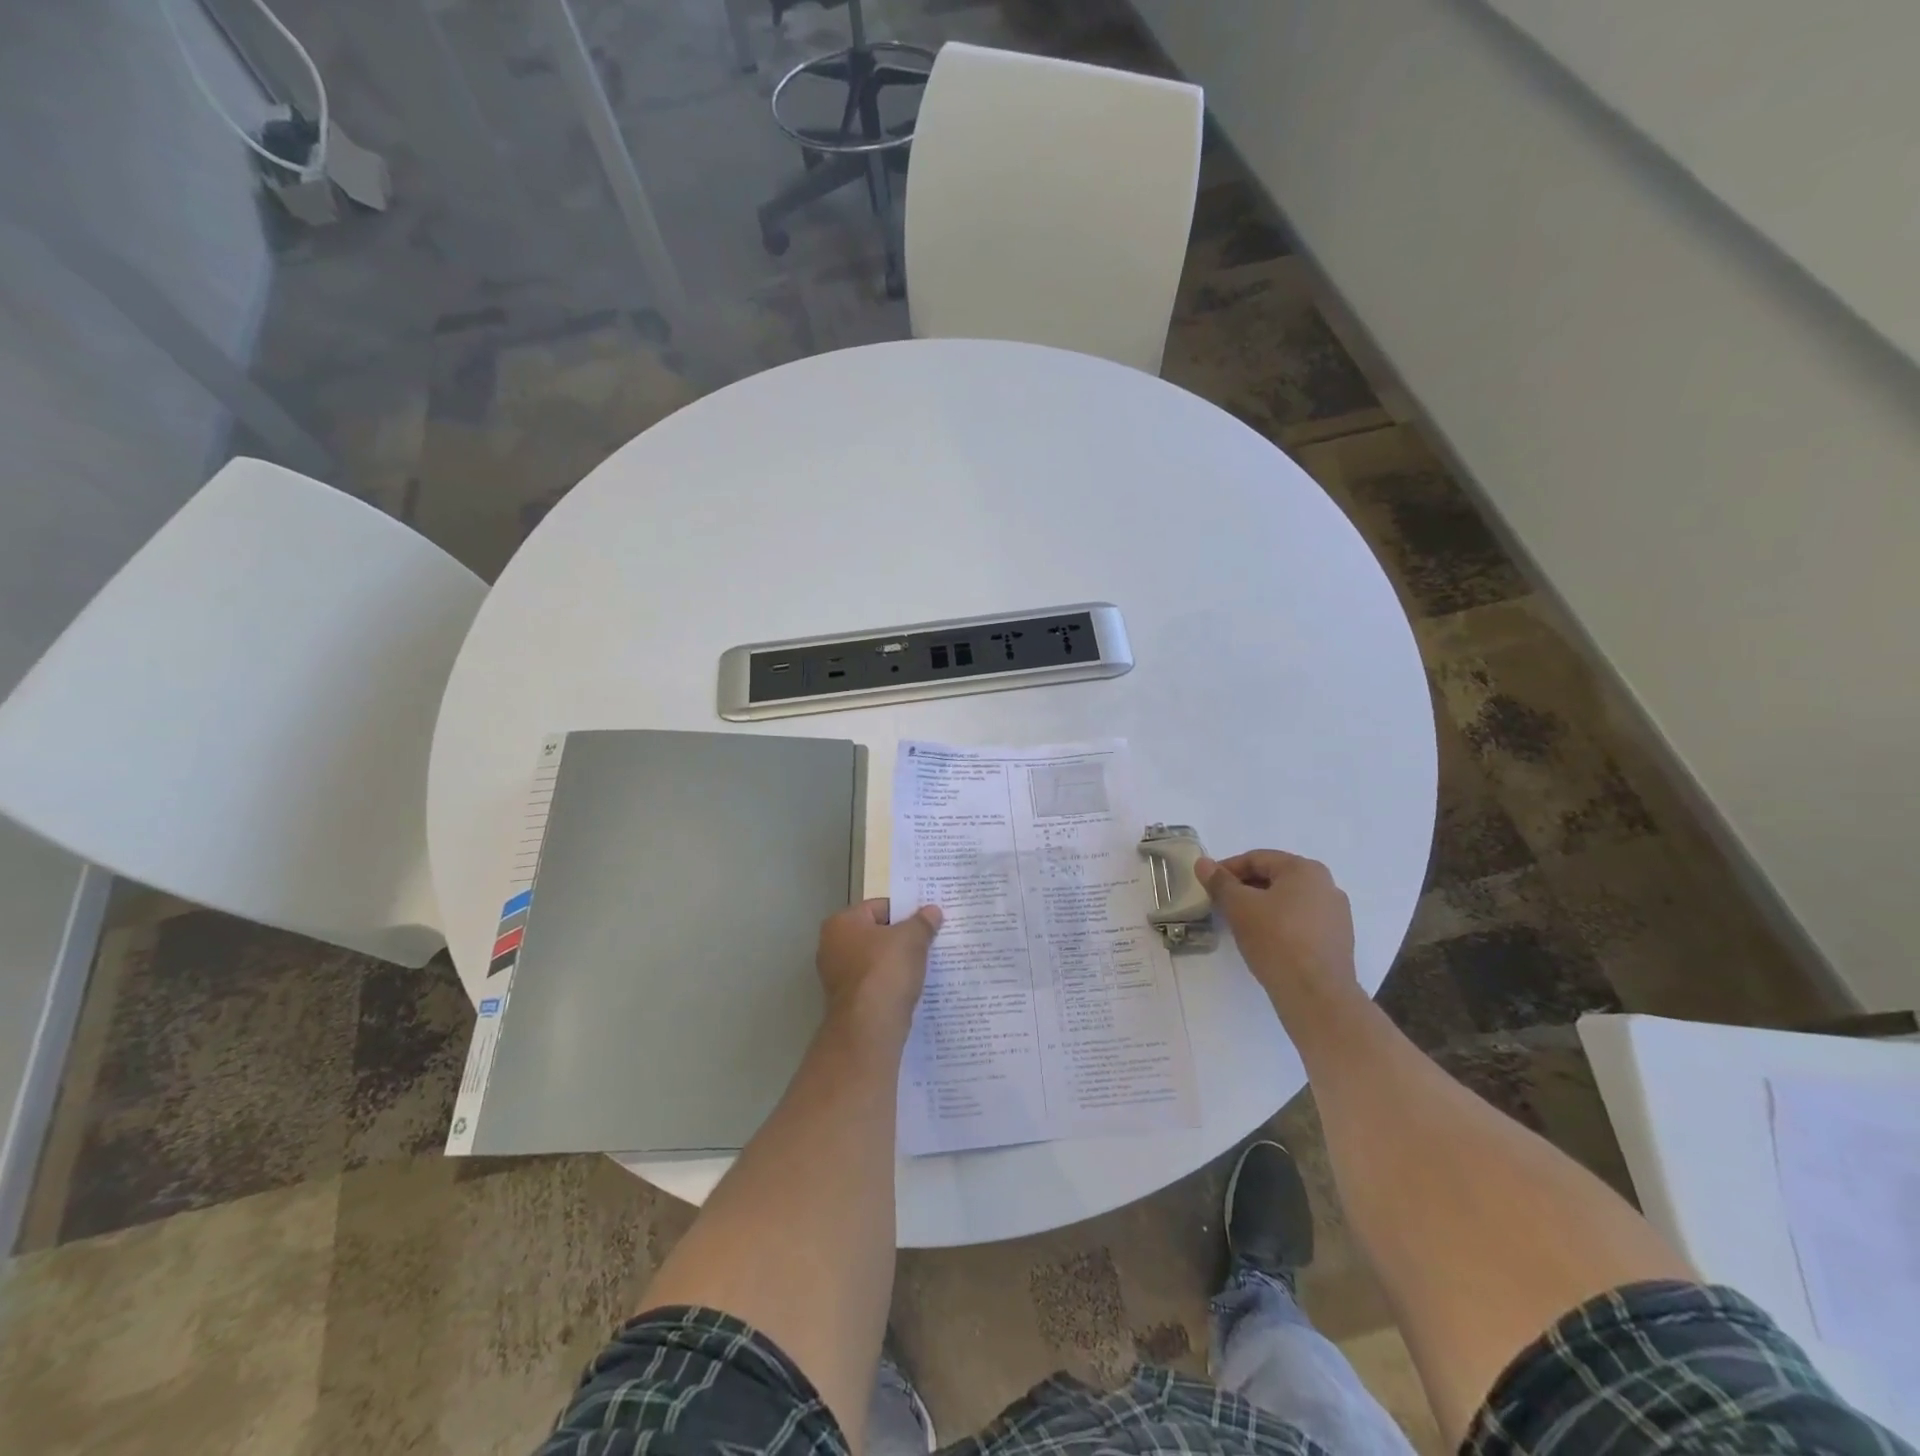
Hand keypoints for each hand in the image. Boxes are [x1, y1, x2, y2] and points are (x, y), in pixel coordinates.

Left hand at [815, 898, 942, 1038]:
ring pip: (876, 961)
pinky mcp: (848, 1003)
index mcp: (841, 923)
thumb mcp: (911, 938)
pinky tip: (913, 987)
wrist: (869, 1027)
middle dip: (902, 938)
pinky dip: (892, 984)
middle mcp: (832, 947)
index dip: (905, 911)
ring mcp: (838, 977)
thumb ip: (923, 922)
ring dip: (899, 962)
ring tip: (926, 964)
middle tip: (930, 940)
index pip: (879, 907)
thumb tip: (932, 911)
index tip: (928, 921)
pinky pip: (876, 984)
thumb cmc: (886, 970)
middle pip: (876, 934)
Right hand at [1197, 850, 1357, 1014]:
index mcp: (1305, 870)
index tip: (1208, 885)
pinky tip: (1265, 941)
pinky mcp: (1338, 941)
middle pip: (1274, 878)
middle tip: (1221, 904)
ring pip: (1288, 901)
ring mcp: (1336, 915)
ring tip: (1240, 924)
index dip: (1227, 869)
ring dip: (1262, 906)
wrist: (1316, 995)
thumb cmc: (1276, 940)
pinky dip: (1280, 924)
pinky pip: (1301, 922)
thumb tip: (1203, 862)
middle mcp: (1327, 886)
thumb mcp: (1239, 906)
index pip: (1257, 859)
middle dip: (1245, 888)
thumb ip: (1219, 881)